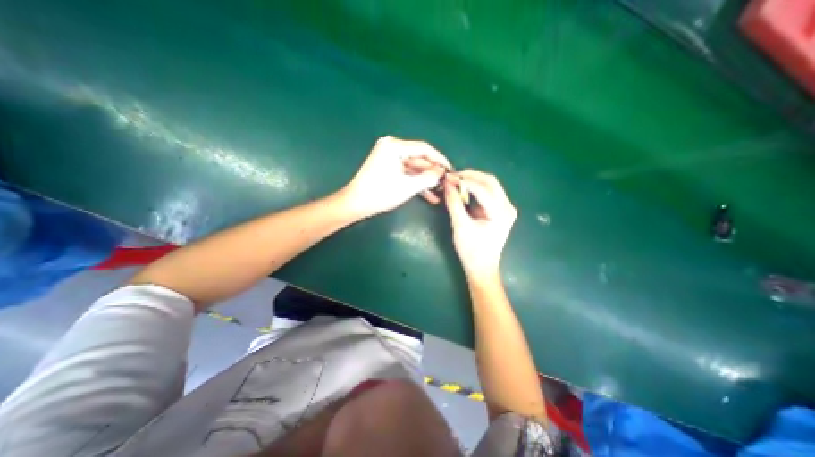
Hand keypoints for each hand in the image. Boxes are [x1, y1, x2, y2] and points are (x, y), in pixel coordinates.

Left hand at [339, 135, 448, 217]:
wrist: (355, 204)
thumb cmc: (380, 194)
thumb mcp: (408, 187)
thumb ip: (428, 178)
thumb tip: (442, 172)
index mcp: (394, 147)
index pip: (423, 149)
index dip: (439, 159)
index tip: (451, 169)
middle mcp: (391, 147)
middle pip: (419, 158)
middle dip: (433, 172)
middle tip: (447, 182)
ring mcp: (389, 157)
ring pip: (413, 168)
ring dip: (425, 180)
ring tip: (440, 191)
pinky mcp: (387, 167)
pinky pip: (406, 173)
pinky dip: (415, 182)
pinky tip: (429, 195)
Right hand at [443, 168, 518, 280]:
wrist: (482, 268)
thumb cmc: (472, 251)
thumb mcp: (460, 226)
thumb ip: (454, 203)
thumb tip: (447, 184)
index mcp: (501, 212)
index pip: (482, 188)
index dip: (464, 180)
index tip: (447, 178)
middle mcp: (507, 207)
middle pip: (490, 181)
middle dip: (470, 176)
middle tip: (452, 177)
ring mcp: (505, 208)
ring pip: (490, 185)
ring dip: (473, 181)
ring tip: (456, 181)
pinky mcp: (500, 211)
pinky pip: (488, 193)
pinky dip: (475, 189)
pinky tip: (463, 189)